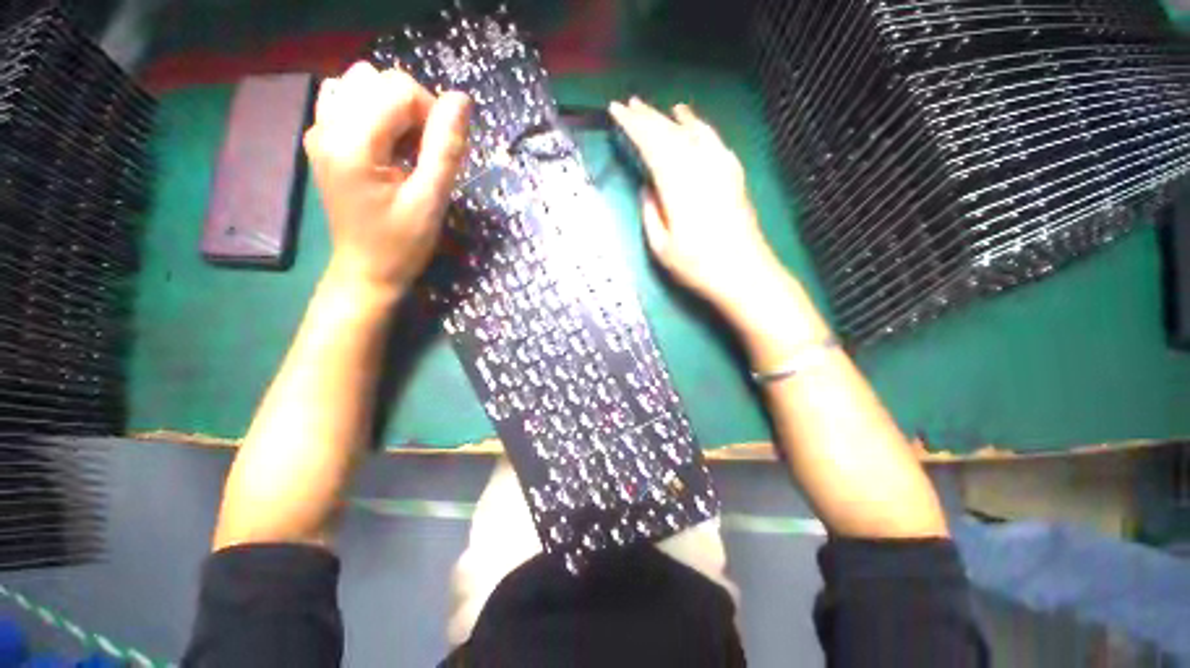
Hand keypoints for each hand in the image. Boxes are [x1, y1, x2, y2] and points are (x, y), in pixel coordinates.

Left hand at [304, 62, 470, 299]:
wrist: (367, 270)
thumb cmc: (402, 244)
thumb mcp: (431, 201)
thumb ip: (446, 149)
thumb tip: (461, 100)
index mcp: (352, 144)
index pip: (398, 89)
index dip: (432, 112)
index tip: (442, 153)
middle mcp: (326, 126)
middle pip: (377, 79)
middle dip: (413, 108)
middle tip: (425, 153)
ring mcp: (319, 131)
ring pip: (359, 84)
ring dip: (392, 108)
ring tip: (405, 147)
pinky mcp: (321, 140)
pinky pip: (345, 99)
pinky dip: (373, 112)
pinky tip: (384, 144)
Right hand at [608, 98, 783, 313]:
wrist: (744, 274)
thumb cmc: (698, 267)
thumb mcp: (662, 248)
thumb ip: (650, 213)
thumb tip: (646, 186)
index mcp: (678, 187)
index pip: (652, 145)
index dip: (633, 126)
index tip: (616, 111)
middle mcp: (700, 170)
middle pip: (672, 134)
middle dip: (649, 117)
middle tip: (631, 104)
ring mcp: (721, 170)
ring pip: (695, 133)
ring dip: (675, 118)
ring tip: (662, 108)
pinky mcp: (734, 177)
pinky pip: (715, 142)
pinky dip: (702, 129)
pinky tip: (695, 125)